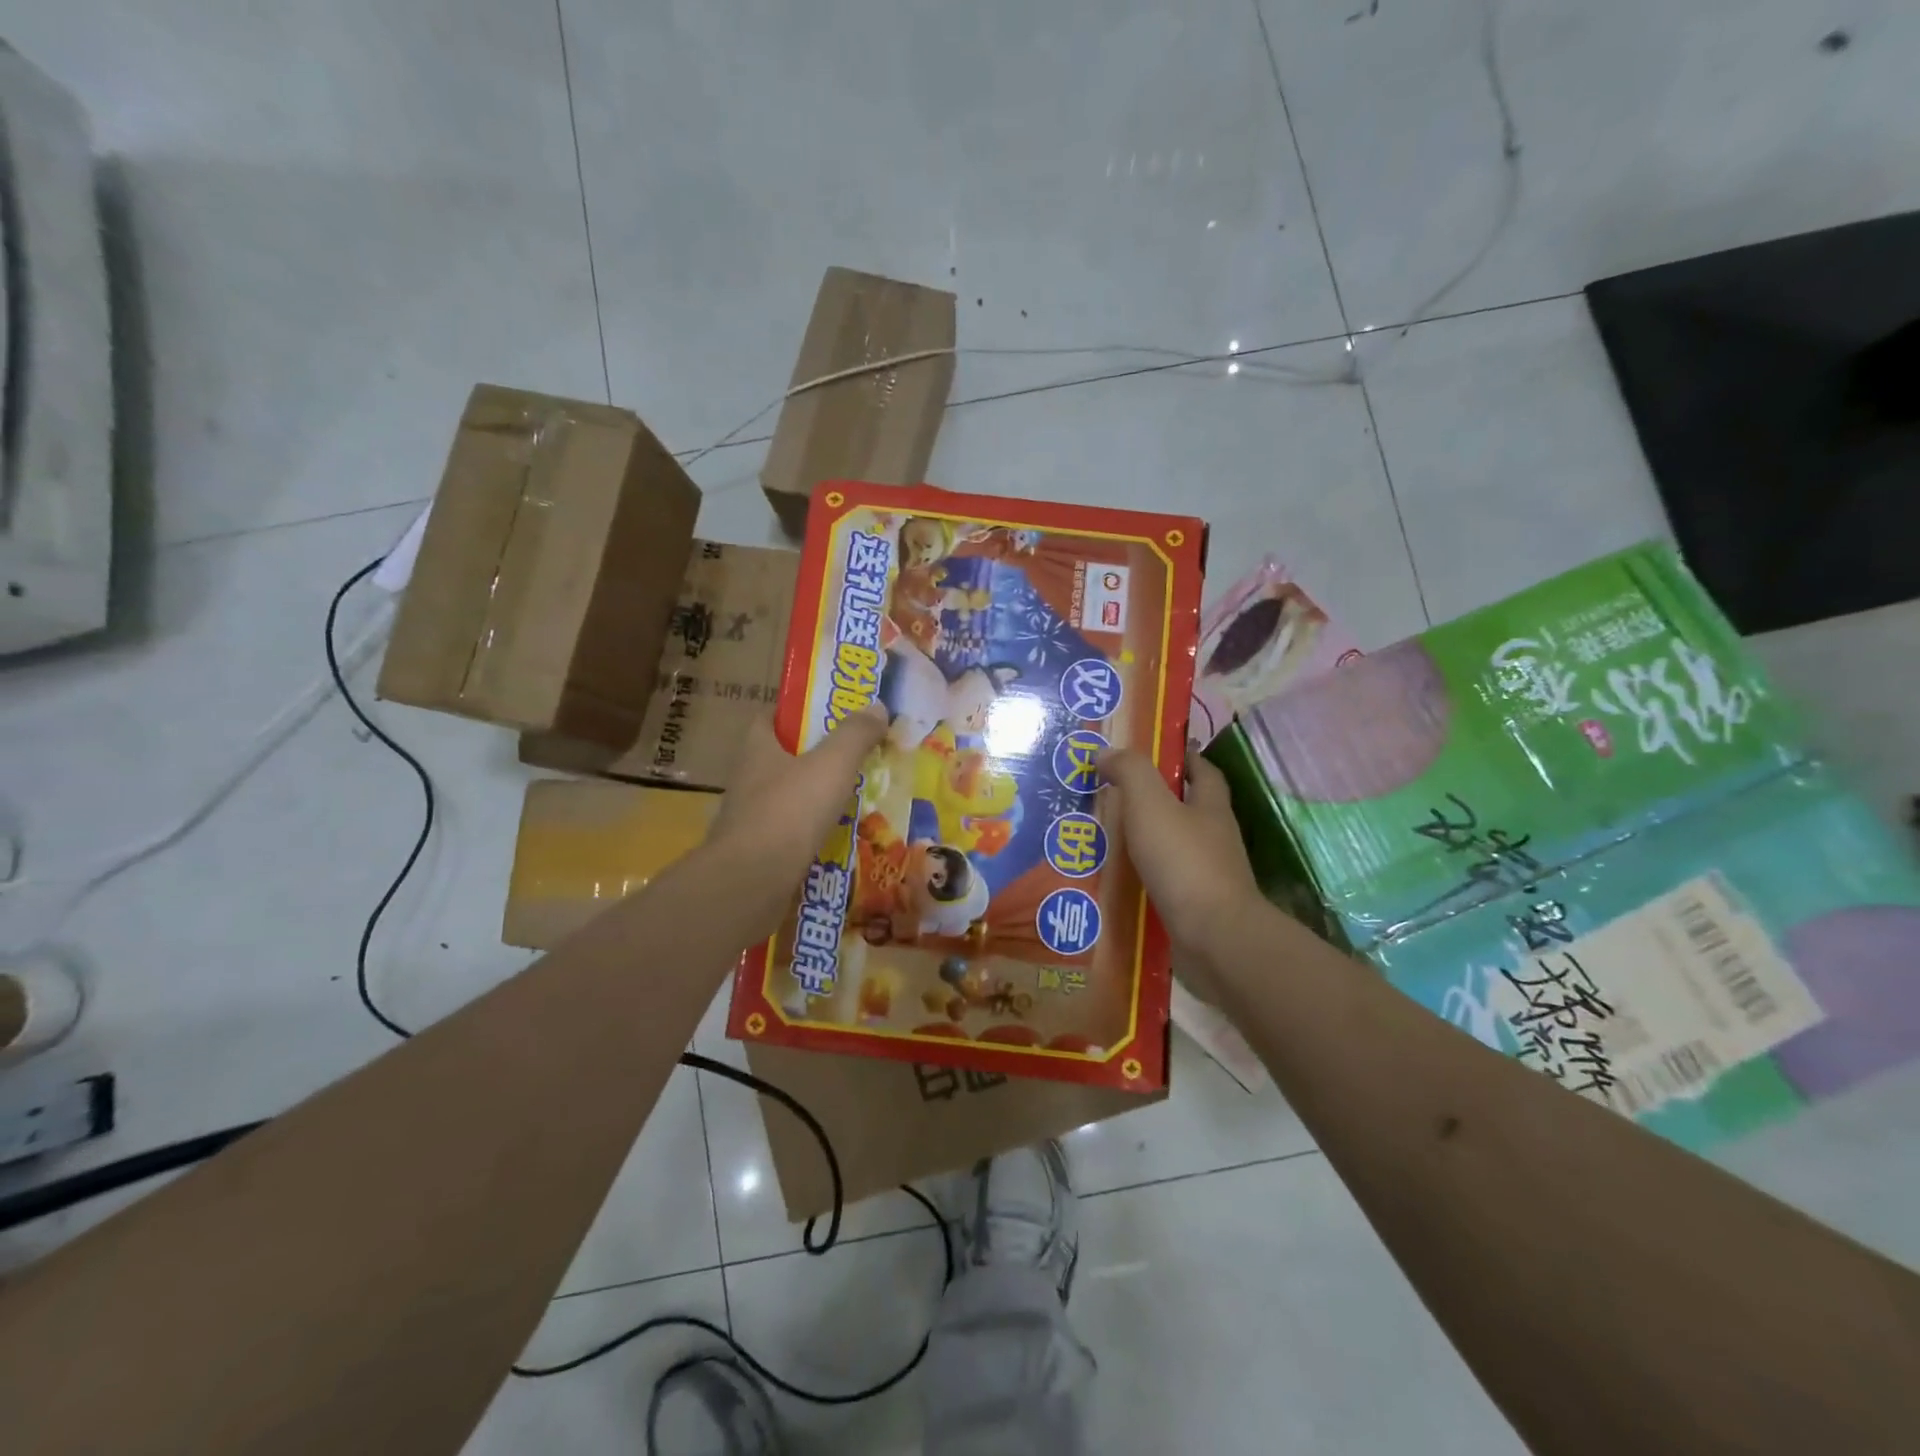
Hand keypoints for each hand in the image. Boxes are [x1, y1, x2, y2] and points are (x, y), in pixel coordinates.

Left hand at [702, 706, 887, 940]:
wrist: (752, 881)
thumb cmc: (790, 811)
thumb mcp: (832, 764)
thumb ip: (855, 734)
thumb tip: (877, 706)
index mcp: (758, 749)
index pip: (770, 718)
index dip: (796, 713)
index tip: (828, 715)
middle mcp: (748, 780)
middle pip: (783, 759)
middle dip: (815, 757)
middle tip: (855, 758)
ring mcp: (750, 819)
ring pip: (788, 799)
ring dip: (816, 798)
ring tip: (856, 799)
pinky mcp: (757, 853)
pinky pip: (791, 835)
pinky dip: (813, 833)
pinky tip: (840, 838)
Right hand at [1099, 750, 1262, 998]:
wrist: (1213, 938)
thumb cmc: (1184, 862)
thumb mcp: (1151, 804)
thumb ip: (1130, 772)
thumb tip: (1106, 752)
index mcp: (1210, 807)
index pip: (1202, 771)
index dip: (1182, 757)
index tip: (1152, 752)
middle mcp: (1214, 838)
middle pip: (1185, 809)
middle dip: (1154, 801)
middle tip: (1109, 796)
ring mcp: (1207, 875)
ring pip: (1171, 848)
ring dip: (1143, 842)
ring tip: (1101, 840)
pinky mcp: (1195, 907)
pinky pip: (1163, 883)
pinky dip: (1141, 879)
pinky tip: (1113, 881)